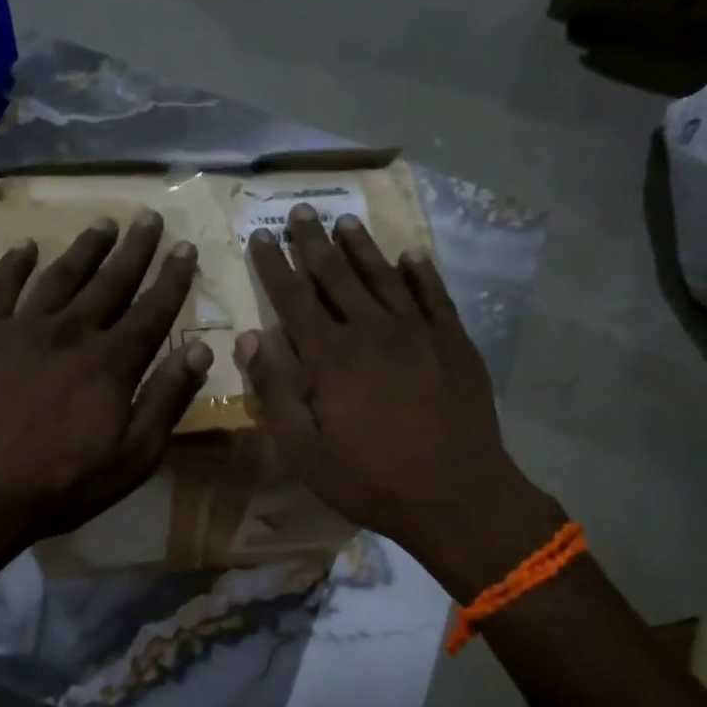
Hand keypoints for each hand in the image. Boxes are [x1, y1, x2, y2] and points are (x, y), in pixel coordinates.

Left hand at [0, 213, 211, 554]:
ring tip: (103, 223)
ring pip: (61, 275)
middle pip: (110, 281)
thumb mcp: (132, 457)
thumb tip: (200, 351)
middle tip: (149, 217)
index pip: (152, 310)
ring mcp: (22, 328)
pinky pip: (0, 287)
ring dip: (85, 247)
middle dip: (135, 248)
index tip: (185, 247)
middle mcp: (71, 331)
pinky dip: (14, 264)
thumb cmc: (61, 483)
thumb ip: (167, 400)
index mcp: (111, 362)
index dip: (173, 278)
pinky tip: (26, 247)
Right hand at [237, 205, 561, 596]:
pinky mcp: (453, 341)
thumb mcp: (303, 450)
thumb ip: (275, 390)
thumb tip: (250, 337)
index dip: (273, 264)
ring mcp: (417, 331)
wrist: (456, 494)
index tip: (259, 235)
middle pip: (336, 275)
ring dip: (361, 247)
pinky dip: (421, 271)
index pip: (293, 297)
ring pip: (383, 276)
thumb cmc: (370, 479)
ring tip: (345, 221)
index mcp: (330, 356)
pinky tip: (411, 254)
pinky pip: (434, 294)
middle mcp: (371, 330)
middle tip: (301, 212)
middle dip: (313, 242)